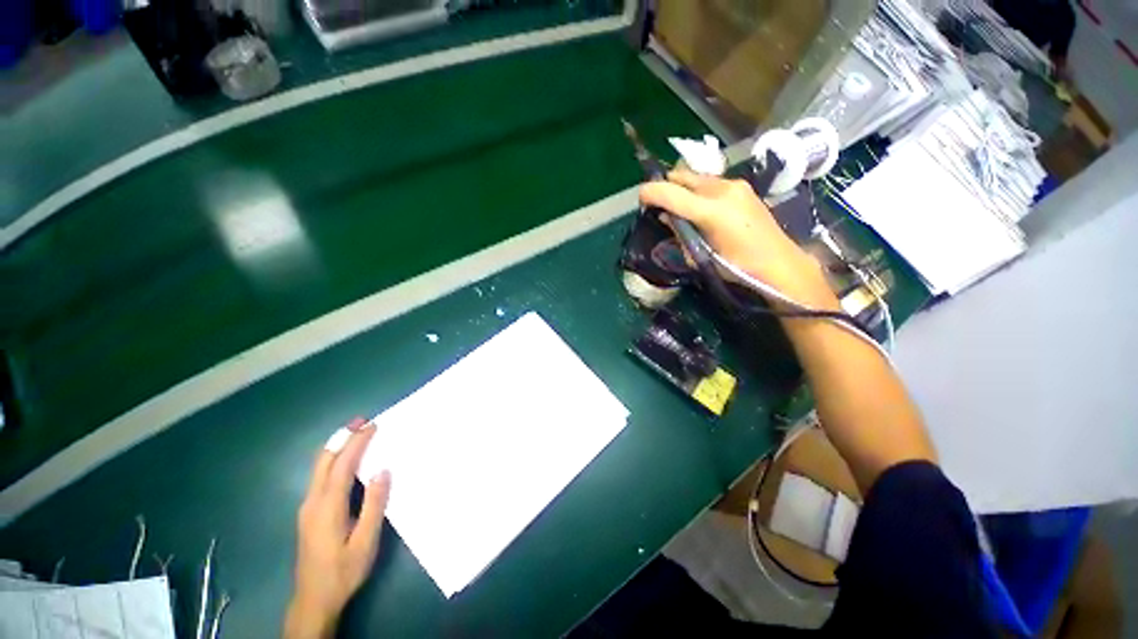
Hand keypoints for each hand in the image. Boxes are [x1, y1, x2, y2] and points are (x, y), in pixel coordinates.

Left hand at [284, 418, 390, 638]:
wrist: (313, 600)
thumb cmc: (343, 571)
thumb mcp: (365, 541)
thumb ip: (373, 505)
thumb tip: (382, 471)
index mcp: (327, 506)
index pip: (342, 465)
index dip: (357, 443)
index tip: (372, 425)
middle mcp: (312, 501)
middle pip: (323, 461)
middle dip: (341, 438)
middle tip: (361, 422)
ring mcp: (307, 508)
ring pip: (319, 468)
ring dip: (336, 447)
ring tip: (355, 434)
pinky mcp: (308, 514)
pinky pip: (319, 477)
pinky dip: (333, 461)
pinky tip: (345, 462)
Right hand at [640, 170, 836, 309]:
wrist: (778, 262)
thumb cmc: (737, 267)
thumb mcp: (700, 255)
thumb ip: (681, 233)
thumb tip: (667, 218)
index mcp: (711, 212)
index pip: (671, 193)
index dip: (650, 192)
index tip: (640, 198)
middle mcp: (722, 190)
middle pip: (683, 176)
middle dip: (666, 185)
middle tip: (658, 203)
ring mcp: (735, 185)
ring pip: (697, 177)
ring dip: (683, 188)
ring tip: (679, 206)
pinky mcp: (743, 186)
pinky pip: (711, 182)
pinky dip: (698, 190)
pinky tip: (700, 207)